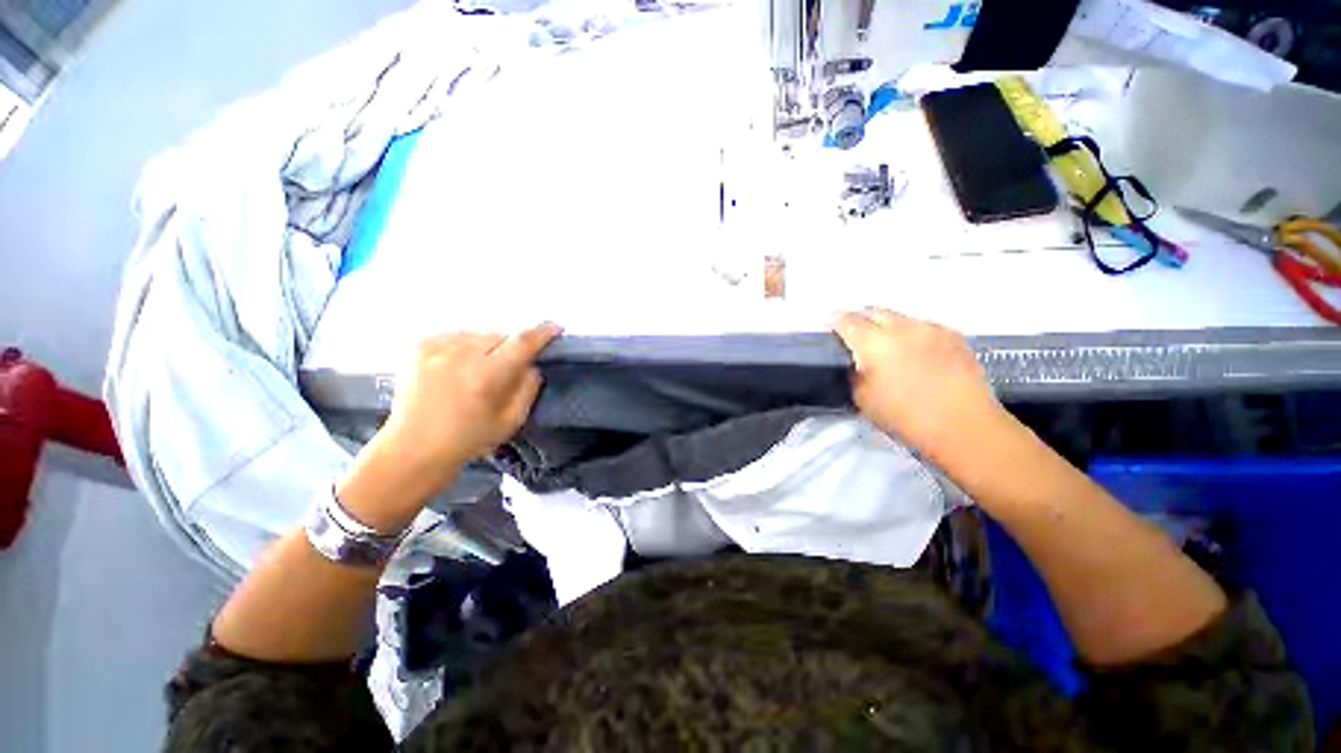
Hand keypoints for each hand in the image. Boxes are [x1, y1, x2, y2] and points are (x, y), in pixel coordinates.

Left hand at [381, 324, 561, 471]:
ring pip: (478, 334)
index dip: (542, 333)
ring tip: (479, 369)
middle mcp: (460, 356)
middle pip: (500, 336)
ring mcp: (436, 349)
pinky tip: (459, 366)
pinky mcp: (419, 347)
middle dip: (509, 348)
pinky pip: (456, 336)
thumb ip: (528, 388)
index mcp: (485, 377)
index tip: (555, 327)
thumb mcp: (511, 421)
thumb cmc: (468, 439)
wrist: (413, 449)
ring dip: (487, 347)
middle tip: (506, 369)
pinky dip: (464, 346)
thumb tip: (531, 365)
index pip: (521, 343)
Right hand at [834, 309, 1004, 462]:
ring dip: (887, 325)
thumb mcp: (862, 398)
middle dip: (861, 319)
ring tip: (886, 344)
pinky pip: (923, 326)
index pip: (846, 320)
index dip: (834, 320)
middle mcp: (902, 327)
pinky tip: (914, 351)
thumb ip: (854, 372)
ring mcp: (931, 328)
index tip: (828, 325)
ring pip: (900, 317)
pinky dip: (911, 333)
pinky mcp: (954, 335)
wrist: (964, 427)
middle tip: (855, 335)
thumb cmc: (905, 417)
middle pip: (874, 311)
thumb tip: (855, 360)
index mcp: (874, 342)